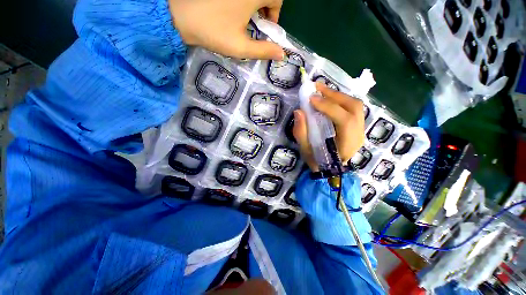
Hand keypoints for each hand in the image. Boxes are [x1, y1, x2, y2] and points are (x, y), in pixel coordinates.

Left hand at [169, 0, 284, 59]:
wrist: (179, 15)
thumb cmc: (213, 31)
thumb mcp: (241, 47)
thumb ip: (263, 50)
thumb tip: (282, 54)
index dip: (275, 12)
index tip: (266, 25)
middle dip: (265, 6)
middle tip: (256, 21)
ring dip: (254, 2)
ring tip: (244, 16)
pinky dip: (243, 0)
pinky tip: (233, 8)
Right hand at [293, 83, 364, 171]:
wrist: (330, 169)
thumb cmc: (318, 161)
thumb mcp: (305, 150)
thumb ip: (301, 132)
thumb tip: (299, 111)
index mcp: (347, 144)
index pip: (344, 120)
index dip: (329, 107)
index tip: (311, 99)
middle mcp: (358, 134)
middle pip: (354, 107)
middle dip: (334, 95)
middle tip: (317, 88)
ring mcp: (360, 129)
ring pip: (355, 105)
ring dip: (337, 95)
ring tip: (321, 91)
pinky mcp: (357, 125)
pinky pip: (352, 108)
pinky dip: (339, 100)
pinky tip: (328, 99)